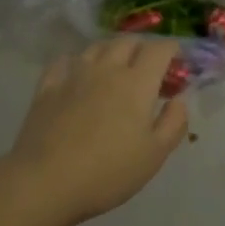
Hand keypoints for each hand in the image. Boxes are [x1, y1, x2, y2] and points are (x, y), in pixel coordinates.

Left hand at [3, 38, 189, 225]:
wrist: (45, 182)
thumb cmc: (108, 172)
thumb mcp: (154, 155)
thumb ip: (173, 123)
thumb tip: (179, 100)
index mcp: (137, 83)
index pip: (159, 49)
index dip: (173, 50)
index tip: (178, 64)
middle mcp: (107, 69)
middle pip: (128, 42)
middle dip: (144, 49)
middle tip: (149, 70)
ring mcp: (74, 75)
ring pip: (97, 47)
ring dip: (112, 52)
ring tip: (115, 69)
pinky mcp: (47, 87)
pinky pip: (64, 62)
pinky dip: (77, 62)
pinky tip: (77, 75)